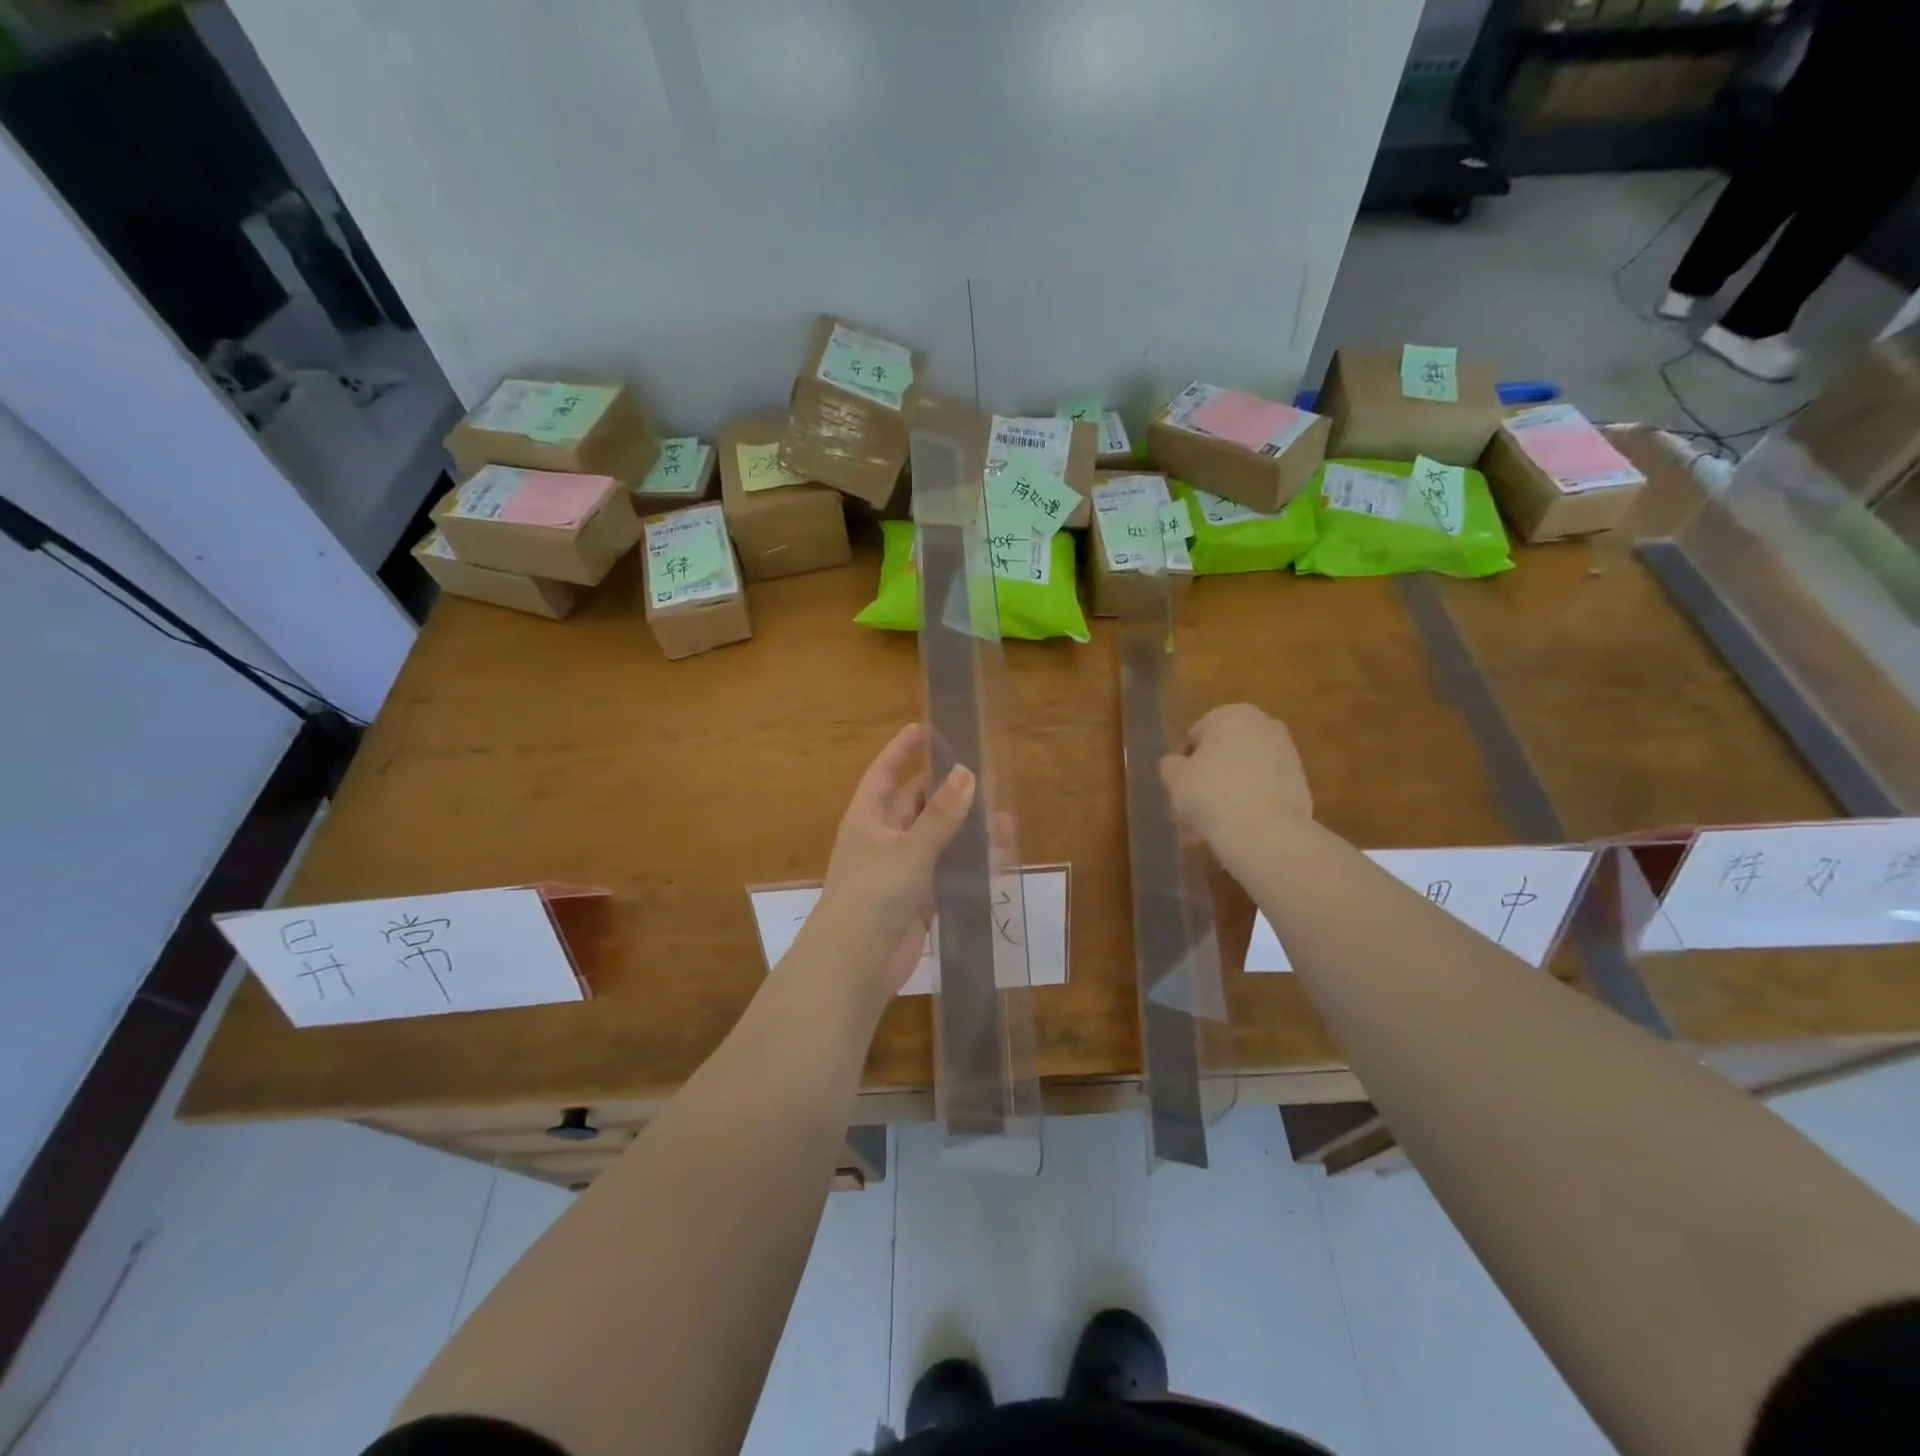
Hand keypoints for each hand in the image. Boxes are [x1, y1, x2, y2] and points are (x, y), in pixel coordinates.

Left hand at [816, 724, 975, 997]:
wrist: (856, 963)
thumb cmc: (874, 893)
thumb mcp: (910, 847)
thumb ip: (942, 814)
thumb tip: (968, 773)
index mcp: (868, 818)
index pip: (884, 773)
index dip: (901, 750)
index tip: (924, 728)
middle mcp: (883, 839)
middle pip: (917, 805)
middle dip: (947, 792)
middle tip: (982, 775)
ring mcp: (900, 871)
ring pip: (937, 841)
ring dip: (964, 830)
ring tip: (1001, 818)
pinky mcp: (917, 900)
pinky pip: (946, 873)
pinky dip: (968, 865)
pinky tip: (997, 858)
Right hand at [1160, 704, 1312, 867]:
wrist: (1266, 833)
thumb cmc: (1212, 795)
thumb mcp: (1175, 778)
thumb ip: (1171, 764)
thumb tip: (1178, 764)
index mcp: (1230, 714)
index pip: (1195, 736)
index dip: (1184, 764)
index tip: (1181, 789)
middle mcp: (1263, 724)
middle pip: (1223, 752)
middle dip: (1209, 777)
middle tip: (1195, 808)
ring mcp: (1286, 753)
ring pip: (1244, 771)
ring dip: (1229, 791)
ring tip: (1214, 825)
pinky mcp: (1300, 781)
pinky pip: (1264, 788)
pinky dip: (1251, 802)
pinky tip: (1239, 827)